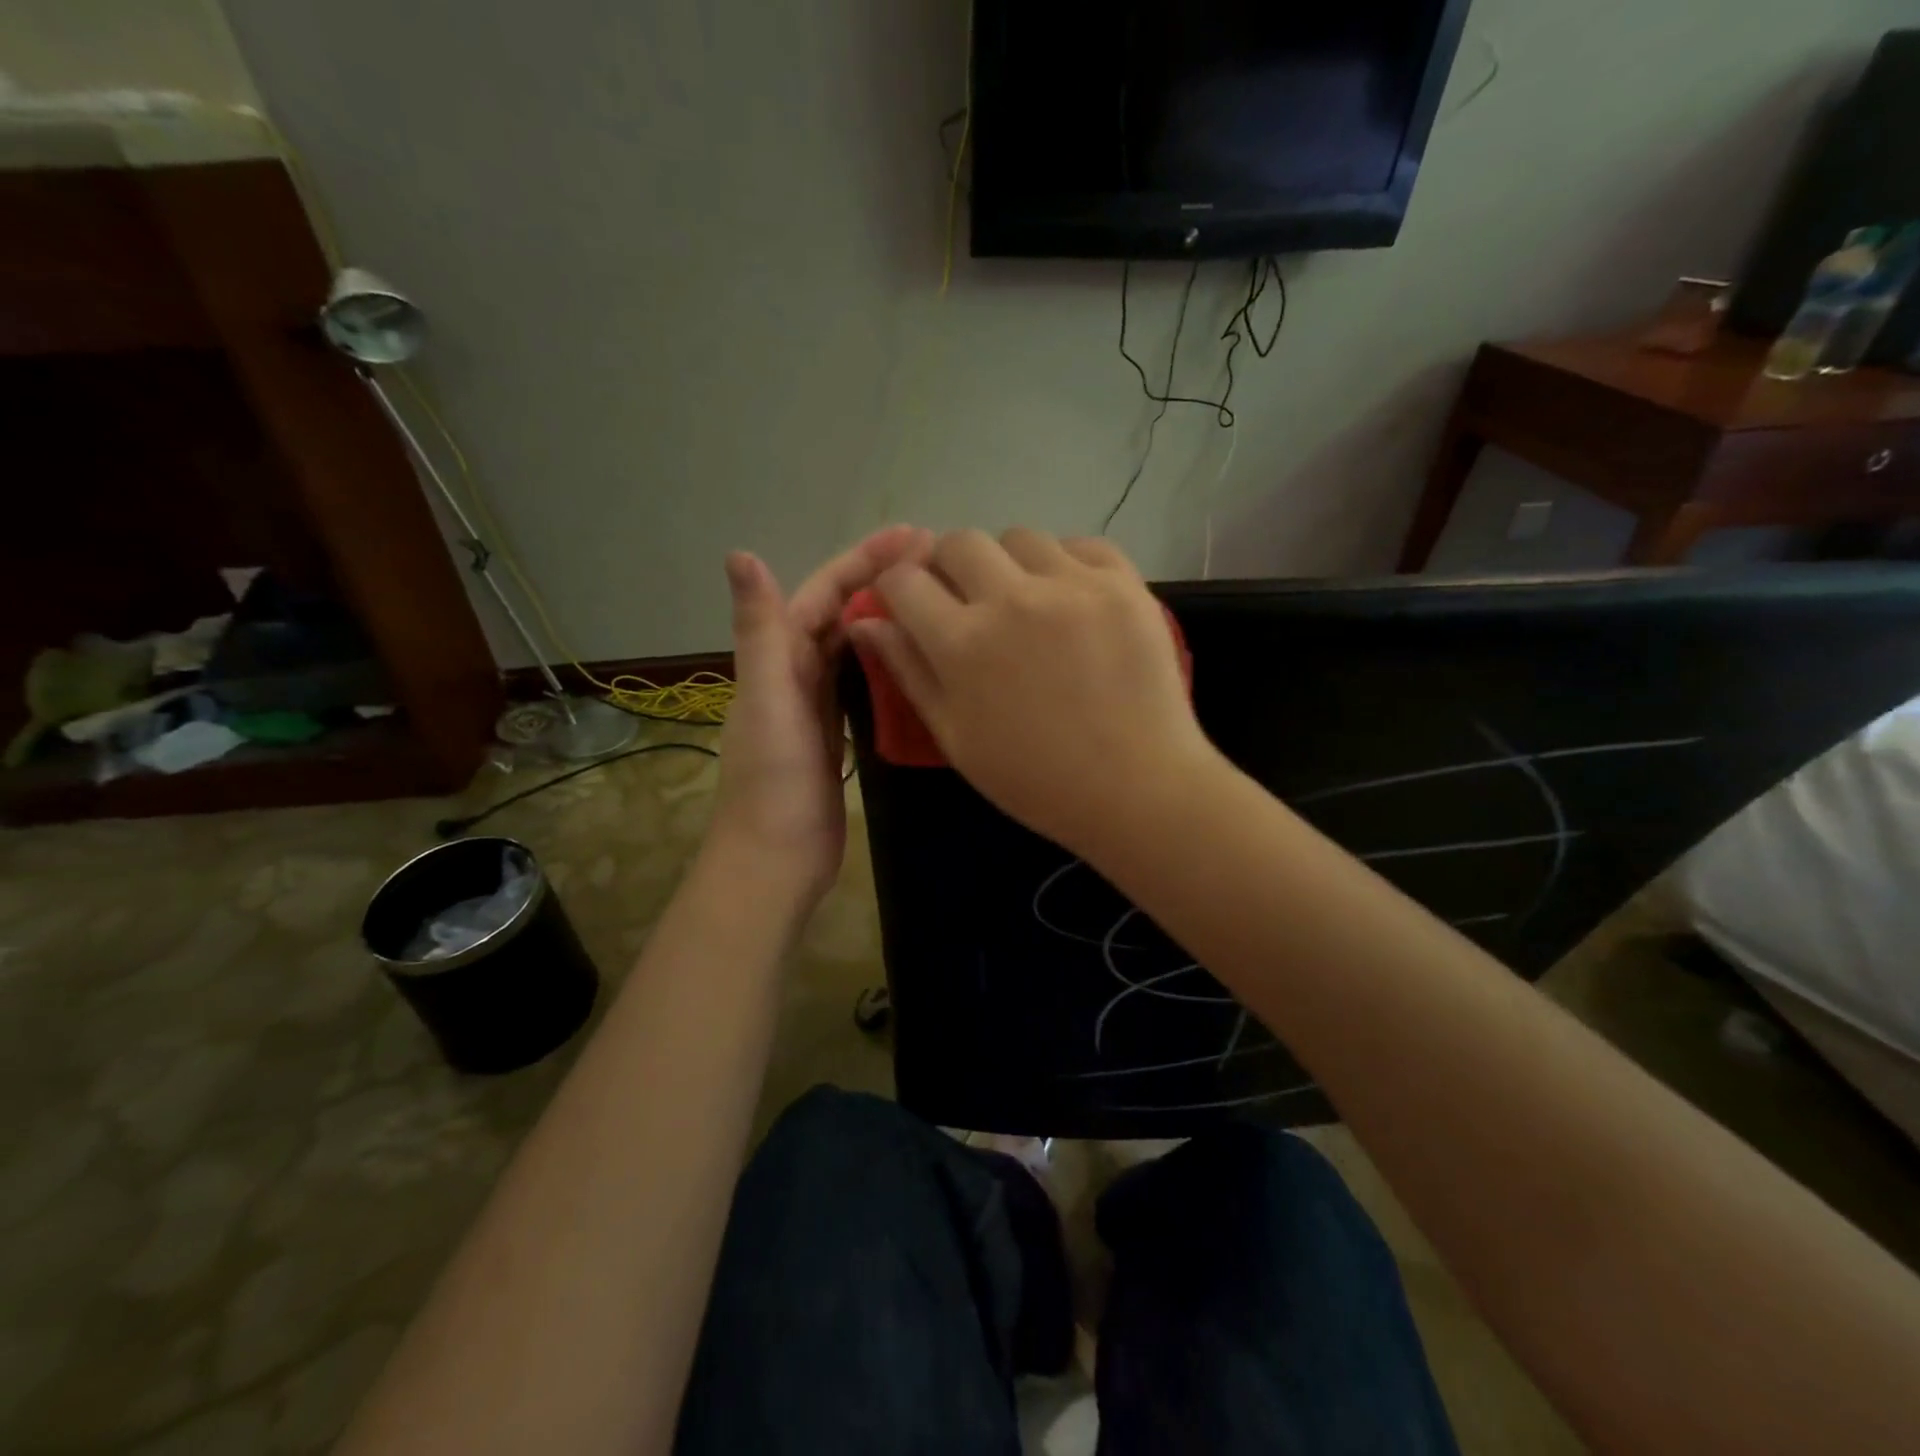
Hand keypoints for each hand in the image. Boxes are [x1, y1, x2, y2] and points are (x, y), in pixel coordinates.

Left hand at [710, 525, 932, 901]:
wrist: (776, 857)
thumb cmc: (772, 780)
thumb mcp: (767, 699)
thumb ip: (759, 630)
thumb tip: (740, 553)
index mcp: (777, 656)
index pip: (823, 592)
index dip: (864, 559)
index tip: (914, 535)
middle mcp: (794, 671)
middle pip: (840, 612)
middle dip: (881, 580)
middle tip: (937, 561)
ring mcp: (815, 704)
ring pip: (852, 645)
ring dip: (885, 616)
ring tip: (932, 597)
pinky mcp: (835, 733)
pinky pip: (860, 683)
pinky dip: (884, 662)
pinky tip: (914, 657)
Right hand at [848, 528, 1215, 853]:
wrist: (1136, 789)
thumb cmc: (1035, 778)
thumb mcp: (955, 737)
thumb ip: (908, 672)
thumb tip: (866, 622)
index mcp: (963, 644)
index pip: (904, 581)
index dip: (897, 588)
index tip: (909, 602)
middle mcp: (1012, 599)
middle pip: (959, 542)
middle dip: (948, 565)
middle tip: (966, 599)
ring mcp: (1073, 585)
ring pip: (1020, 538)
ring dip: (1008, 563)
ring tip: (1025, 602)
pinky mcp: (1123, 583)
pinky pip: (1081, 544)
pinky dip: (1065, 564)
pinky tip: (1071, 599)